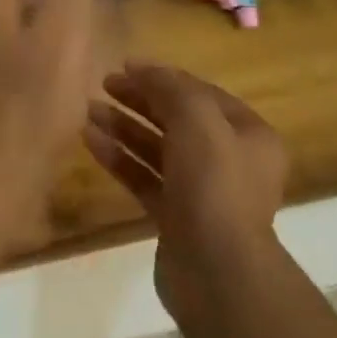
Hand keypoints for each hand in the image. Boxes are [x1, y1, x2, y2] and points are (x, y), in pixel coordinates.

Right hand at [85, 63, 288, 323]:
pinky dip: (119, 158)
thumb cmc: (214, 184)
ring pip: (157, 149)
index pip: (201, 93)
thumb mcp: (196, 119)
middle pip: (177, 119)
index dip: (163, 77)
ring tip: (88, 110)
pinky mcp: (176, 218)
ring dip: (124, 128)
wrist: (216, 271)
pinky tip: (90, 141)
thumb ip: (169, 87)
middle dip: (140, 100)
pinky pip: (144, 178)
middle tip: (103, 85)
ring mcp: (202, 192)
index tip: (124, 66)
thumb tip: (142, 68)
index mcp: (248, 134)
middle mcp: (229, 160)